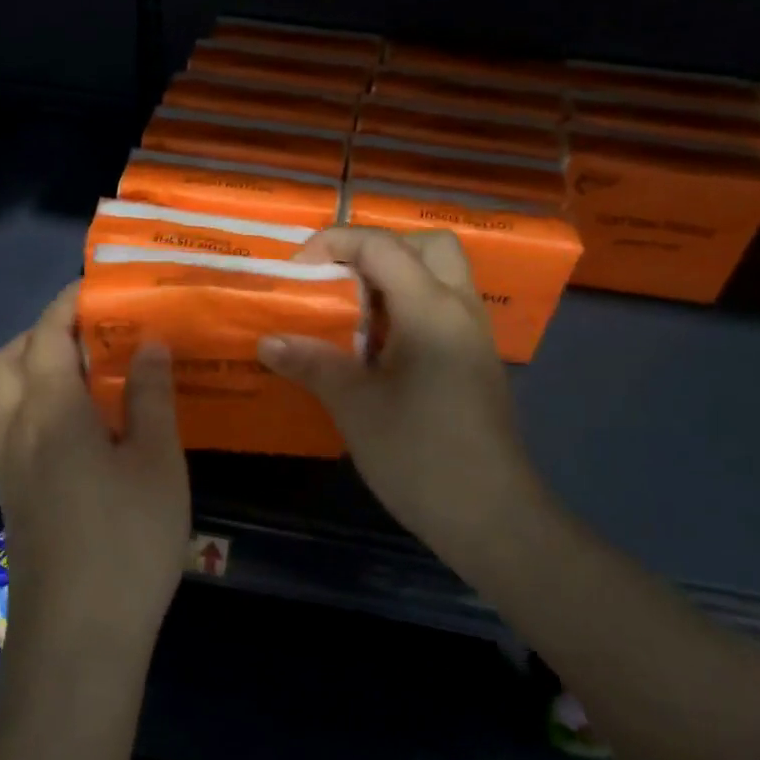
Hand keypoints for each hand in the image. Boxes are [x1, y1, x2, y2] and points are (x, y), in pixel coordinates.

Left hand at [0, 283, 191, 662]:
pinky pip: (8, 427)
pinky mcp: (13, 497)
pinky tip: (76, 426)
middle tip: (90, 333)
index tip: (98, 287)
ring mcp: (8, 467)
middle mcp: (16, 430)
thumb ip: (151, 397)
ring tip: (84, 373)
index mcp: (51, 411)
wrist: (78, 639)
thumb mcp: (158, 464)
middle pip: (7, 358)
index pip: (47, 334)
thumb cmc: (127, 543)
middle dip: (40, 332)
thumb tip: (147, 343)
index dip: (69, 303)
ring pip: (0, 394)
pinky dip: (30, 403)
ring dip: (29, 367)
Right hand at [257, 228, 540, 572]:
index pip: (382, 245)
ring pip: (441, 275)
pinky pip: (443, 308)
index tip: (297, 269)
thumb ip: (312, 363)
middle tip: (339, 281)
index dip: (334, 242)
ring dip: (395, 279)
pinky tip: (378, 349)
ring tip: (352, 314)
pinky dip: (409, 307)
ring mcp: (474, 335)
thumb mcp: (355, 407)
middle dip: (377, 250)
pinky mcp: (476, 361)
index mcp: (431, 309)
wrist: (491, 517)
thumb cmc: (419, 455)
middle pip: (427, 245)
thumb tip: (267, 341)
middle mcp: (460, 308)